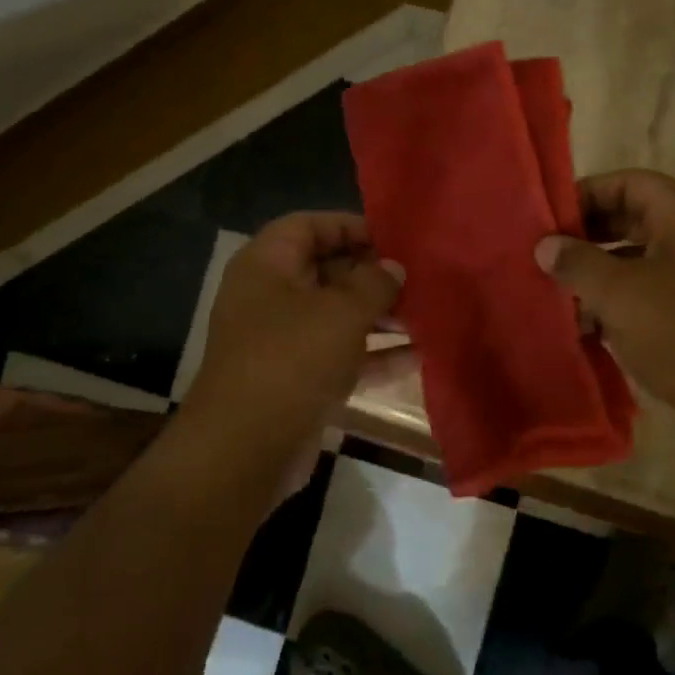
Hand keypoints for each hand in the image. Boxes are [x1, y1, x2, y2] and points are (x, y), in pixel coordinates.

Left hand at [184, 212, 406, 461]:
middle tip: (420, 279)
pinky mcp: (300, 381)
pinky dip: (375, 356)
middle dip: (374, 276)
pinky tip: (419, 356)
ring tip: (427, 316)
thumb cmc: (292, 359)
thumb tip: (393, 267)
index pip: (309, 226)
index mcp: (267, 266)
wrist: (247, 448)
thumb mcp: (340, 312)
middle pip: (328, 272)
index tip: (395, 238)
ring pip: (338, 318)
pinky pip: (342, 357)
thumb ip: (374, 283)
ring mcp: (284, 343)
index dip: (351, 226)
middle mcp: (271, 298)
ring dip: (381, 318)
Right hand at [534, 170, 674, 453]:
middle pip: (632, 219)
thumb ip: (577, 263)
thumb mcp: (619, 292)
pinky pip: (646, 294)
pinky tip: (583, 325)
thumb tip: (545, 246)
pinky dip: (615, 302)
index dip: (587, 193)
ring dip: (596, 273)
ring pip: (636, 260)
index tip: (549, 218)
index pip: (629, 182)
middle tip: (546, 254)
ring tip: (556, 290)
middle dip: (587, 236)